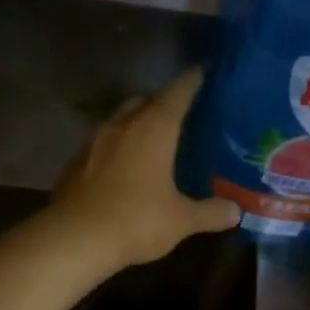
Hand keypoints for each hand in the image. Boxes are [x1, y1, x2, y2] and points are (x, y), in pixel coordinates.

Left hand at [51, 68, 240, 268]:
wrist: (74, 239)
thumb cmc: (136, 220)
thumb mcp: (181, 220)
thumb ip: (210, 212)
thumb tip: (236, 211)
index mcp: (154, 128)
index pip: (177, 92)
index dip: (192, 80)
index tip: (203, 70)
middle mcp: (123, 125)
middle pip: (144, 100)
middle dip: (162, 100)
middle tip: (181, 111)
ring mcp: (94, 142)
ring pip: (120, 120)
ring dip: (136, 123)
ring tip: (153, 138)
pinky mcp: (75, 163)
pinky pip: (102, 145)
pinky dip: (117, 148)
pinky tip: (124, 167)